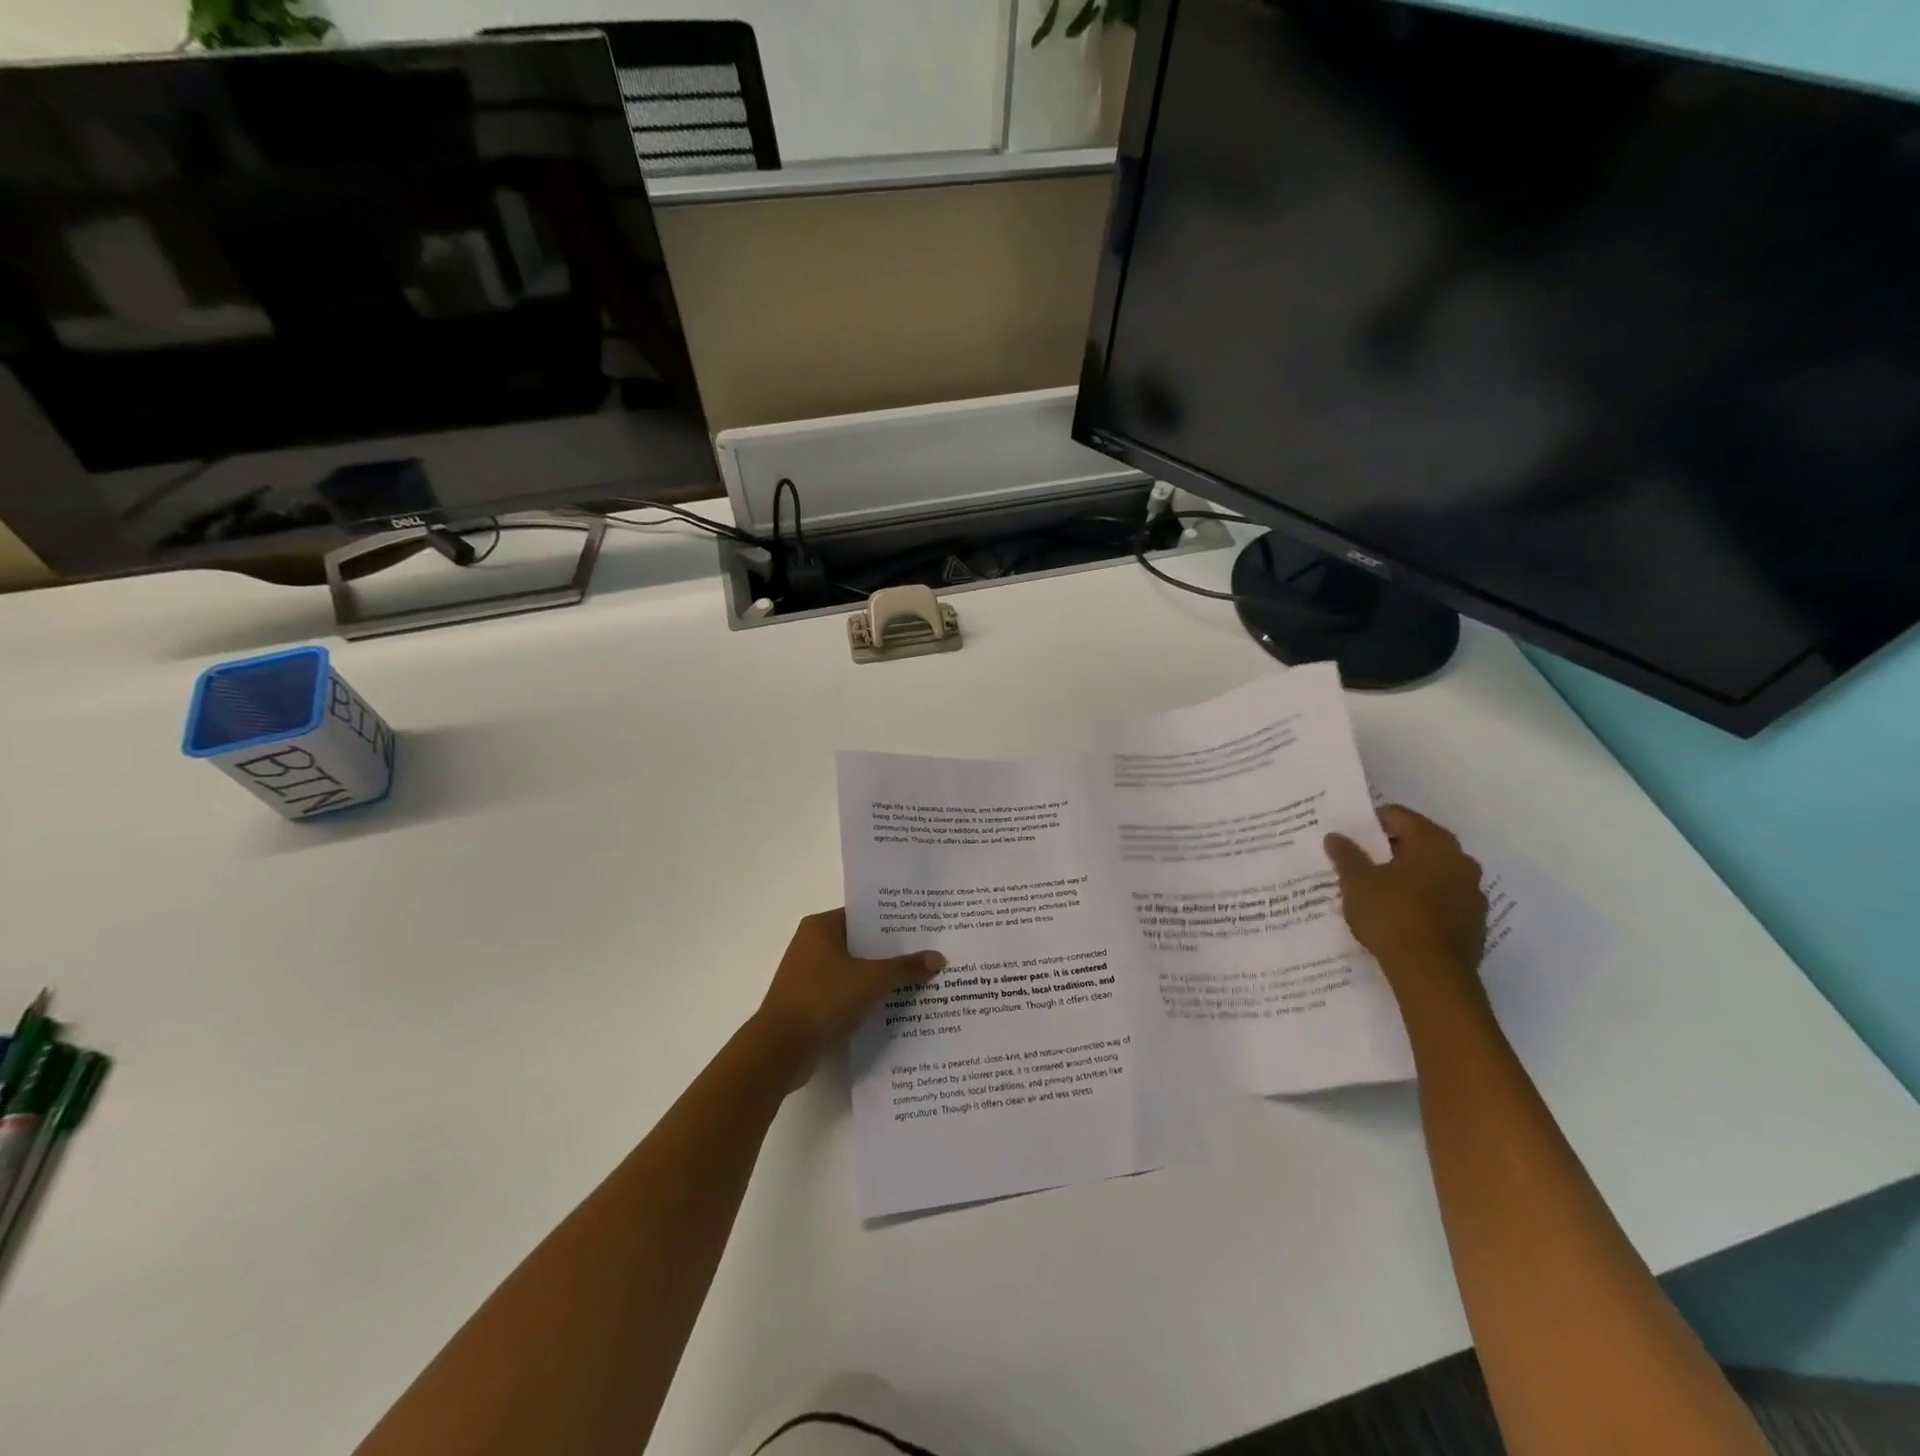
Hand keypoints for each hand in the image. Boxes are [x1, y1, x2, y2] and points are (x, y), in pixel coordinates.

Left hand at [752, 909, 944, 1086]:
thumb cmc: (823, 999)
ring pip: (854, 970)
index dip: (894, 921)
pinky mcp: (810, 1003)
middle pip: (861, 943)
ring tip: (918, 980)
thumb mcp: (871, 980)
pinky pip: (846, 992)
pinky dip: (866, 997)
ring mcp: (809, 975)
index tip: (922, 927)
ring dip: (880, 977)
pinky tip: (894, 1005)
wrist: (780, 1049)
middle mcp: (812, 944)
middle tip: (928, 953)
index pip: (864, 915)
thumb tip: (938, 958)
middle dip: (892, 951)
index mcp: (821, 927)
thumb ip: (905, 968)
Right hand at [1325, 806, 1488, 1001]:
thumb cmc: (1392, 915)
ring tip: (1377, 890)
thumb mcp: (1357, 882)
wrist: (1431, 974)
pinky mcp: (1475, 923)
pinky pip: (1443, 899)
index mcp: (1434, 842)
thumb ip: (1347, 855)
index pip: (1399, 816)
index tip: (1350, 835)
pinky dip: (1422, 900)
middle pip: (1419, 843)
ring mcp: (1472, 893)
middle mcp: (1460, 860)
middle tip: (1360, 861)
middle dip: (1390, 850)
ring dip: (1409, 876)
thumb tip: (1336, 836)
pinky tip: (1399, 916)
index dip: (1371, 822)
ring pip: (1433, 872)